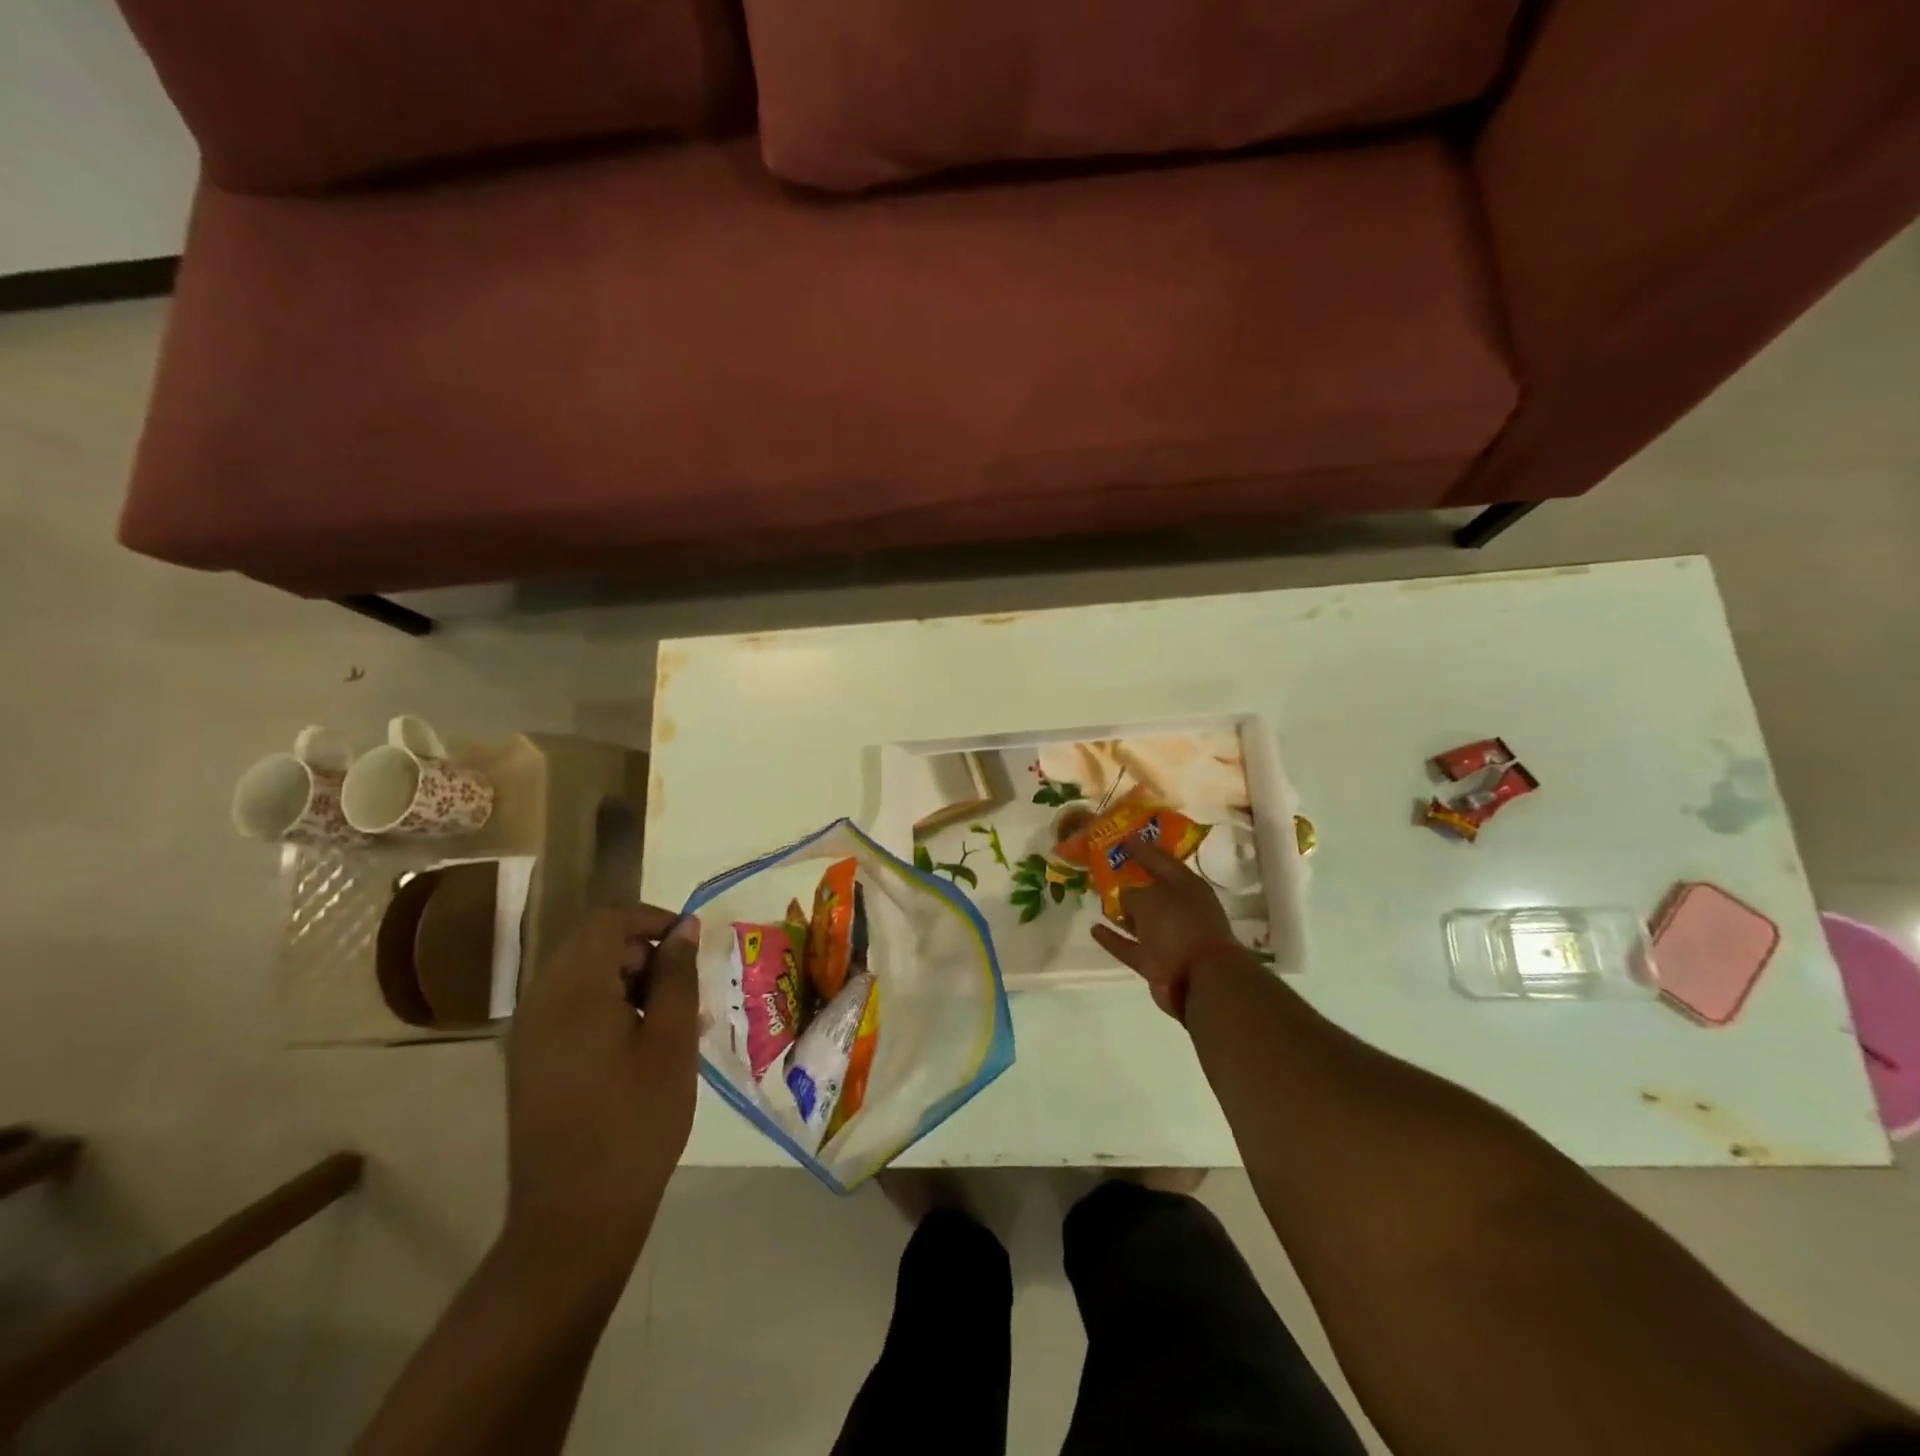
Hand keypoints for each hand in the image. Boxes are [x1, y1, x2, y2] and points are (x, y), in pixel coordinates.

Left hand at [504, 905, 700, 1262]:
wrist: (574, 1218)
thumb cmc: (635, 1121)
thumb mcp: (672, 1040)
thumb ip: (677, 975)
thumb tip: (684, 927)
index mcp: (572, 990)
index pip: (607, 920)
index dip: (652, 919)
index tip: (691, 943)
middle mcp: (539, 1002)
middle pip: (591, 945)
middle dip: (643, 952)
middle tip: (686, 988)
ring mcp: (528, 1035)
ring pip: (582, 977)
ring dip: (628, 981)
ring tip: (672, 1019)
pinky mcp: (530, 1063)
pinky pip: (570, 1010)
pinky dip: (608, 1008)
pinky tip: (642, 1045)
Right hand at [1090, 836, 1240, 1017]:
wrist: (1200, 981)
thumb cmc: (1178, 926)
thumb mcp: (1150, 899)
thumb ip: (1132, 893)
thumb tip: (1125, 897)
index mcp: (1187, 886)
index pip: (1161, 860)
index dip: (1141, 848)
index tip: (1122, 838)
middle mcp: (1180, 909)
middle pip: (1152, 890)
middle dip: (1131, 881)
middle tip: (1107, 868)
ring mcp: (1170, 937)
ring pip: (1141, 919)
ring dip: (1122, 911)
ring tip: (1099, 898)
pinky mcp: (1157, 962)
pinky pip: (1131, 946)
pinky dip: (1114, 939)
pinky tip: (1094, 928)